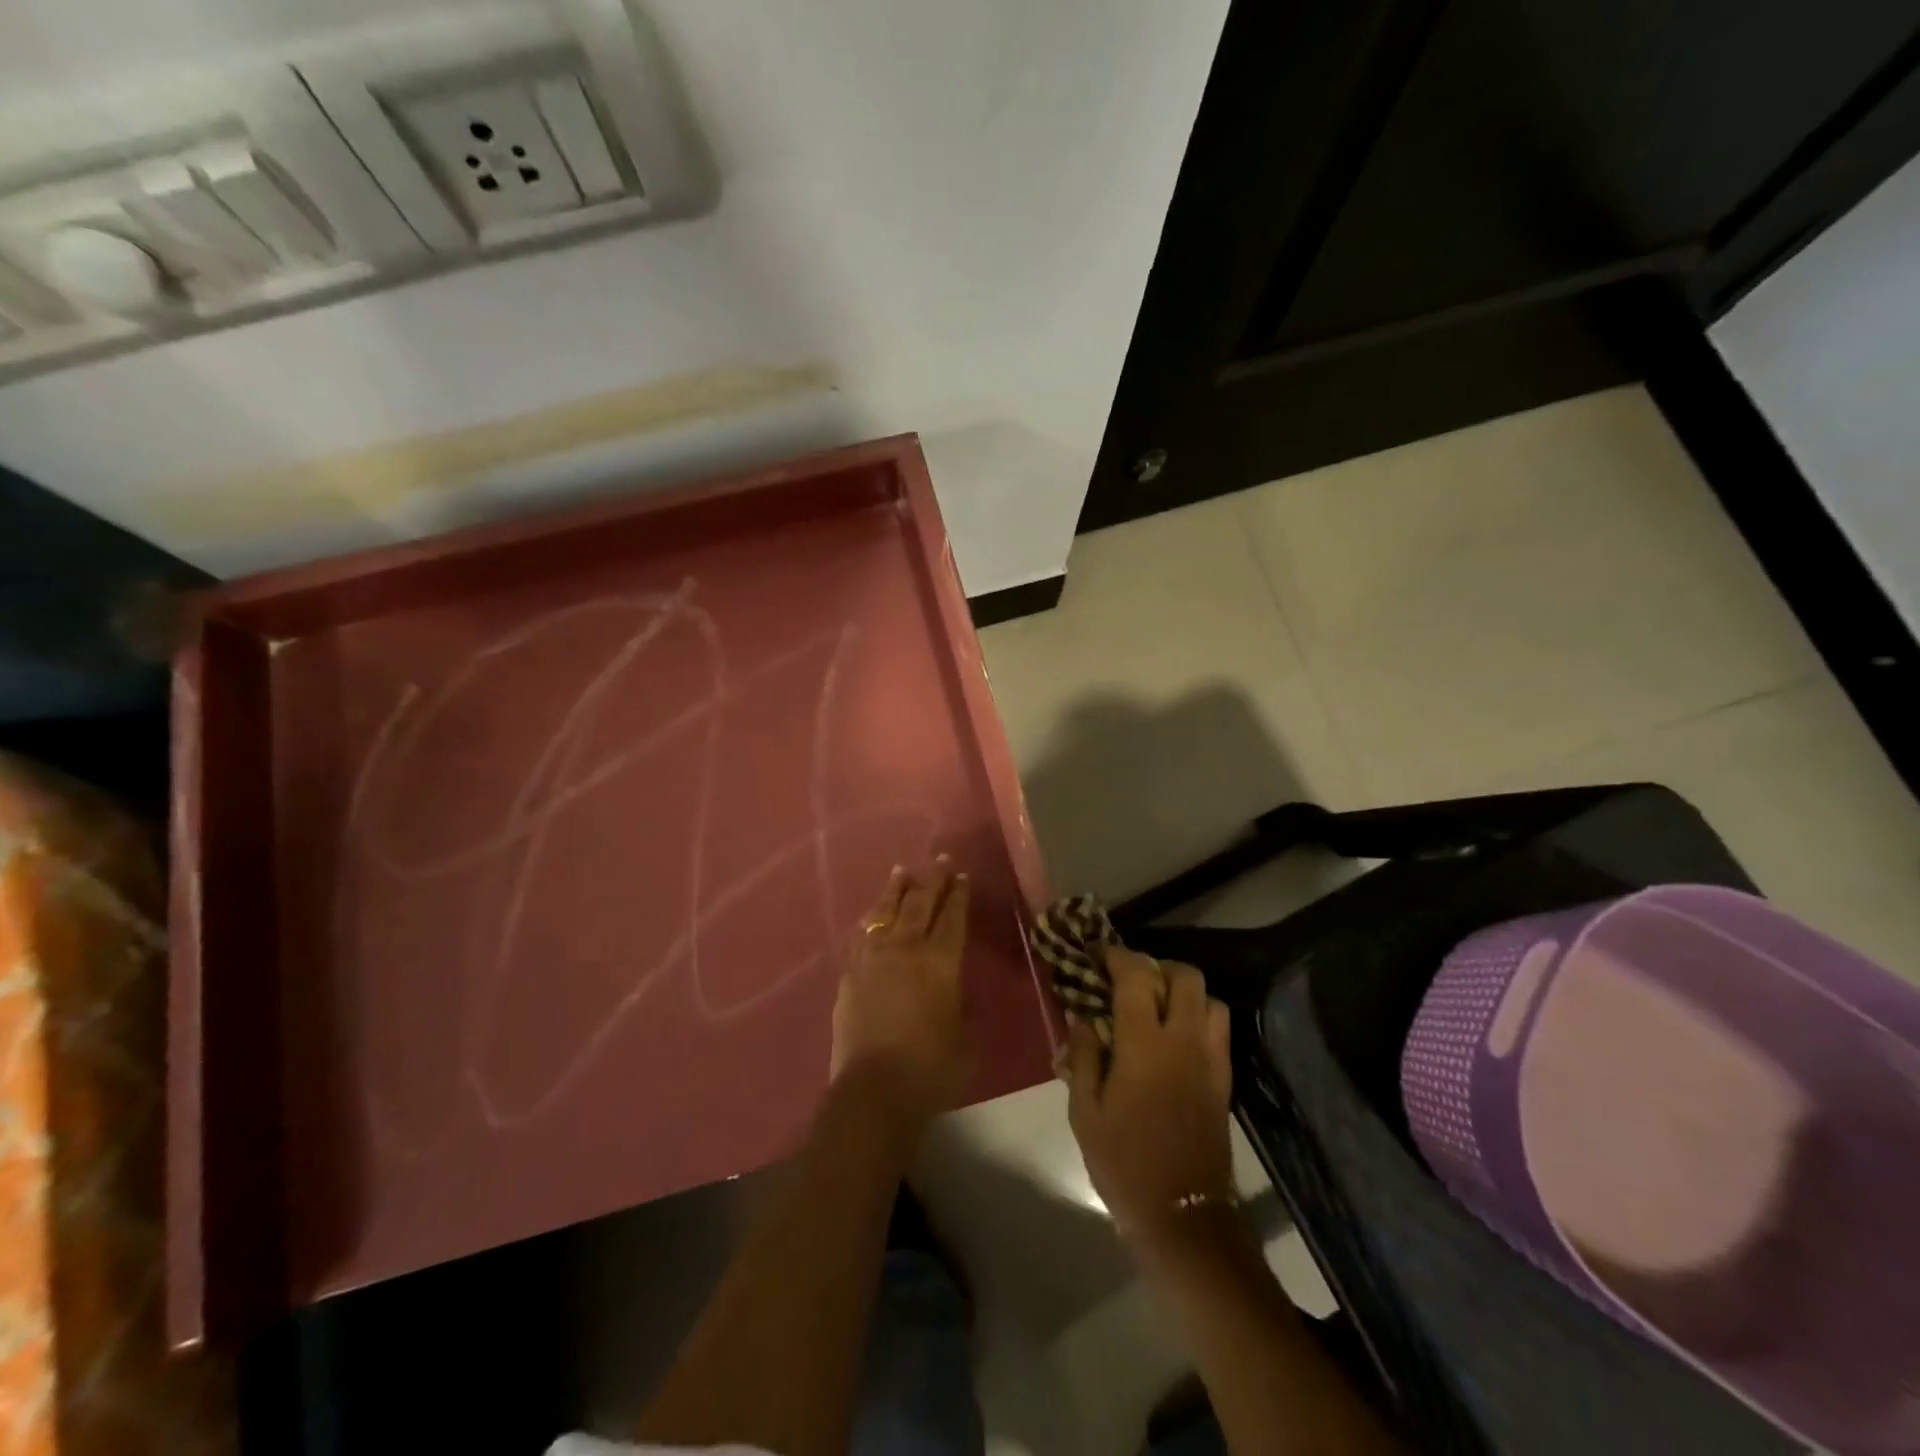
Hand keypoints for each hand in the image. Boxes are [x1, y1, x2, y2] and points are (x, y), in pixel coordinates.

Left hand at [830, 860, 973, 1135]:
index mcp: (940, 963)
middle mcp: (906, 950)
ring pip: (885, 912)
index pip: (952, 918)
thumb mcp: (964, 1037)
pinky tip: (873, 914)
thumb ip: (959, 1005)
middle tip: (938, 861)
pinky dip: (872, 918)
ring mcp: (873, 959)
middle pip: (920, 904)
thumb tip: (952, 991)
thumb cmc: (931, 1070)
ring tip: (902, 872)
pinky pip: (862, 935)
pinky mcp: (850, 974)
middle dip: (931, 880)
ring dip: (896, 890)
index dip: (958, 895)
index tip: (961, 876)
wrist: (874, 1092)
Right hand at [1065, 948, 1234, 1248]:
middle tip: (1131, 980)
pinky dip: (1198, 1017)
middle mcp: (1184, 1041)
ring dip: (1184, 991)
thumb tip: (1082, 1017)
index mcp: (1145, 1045)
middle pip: (1185, 976)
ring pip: (1210, 999)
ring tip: (1157, 1006)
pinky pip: (1218, 1028)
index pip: (1136, 977)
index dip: (1117, 957)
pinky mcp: (1224, 1079)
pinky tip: (1174, 1037)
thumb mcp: (1085, 1112)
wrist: (1183, 1217)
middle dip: (1157, 967)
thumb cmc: (1124, 1163)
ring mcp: (1210, 1059)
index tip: (1099, 955)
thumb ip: (1083, 1056)